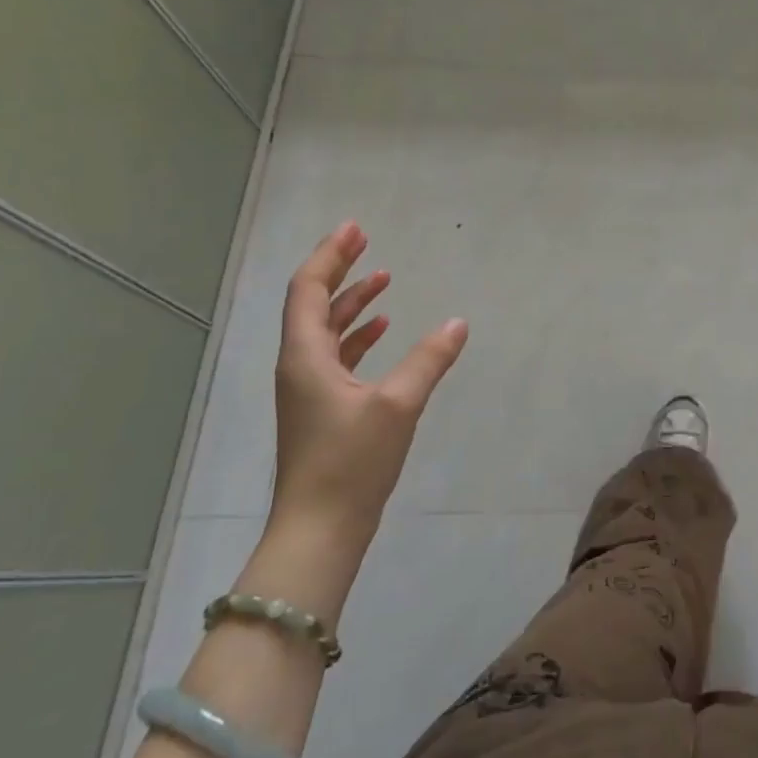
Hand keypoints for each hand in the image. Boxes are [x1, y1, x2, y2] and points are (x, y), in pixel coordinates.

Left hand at [272, 222, 466, 552]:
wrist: (321, 528)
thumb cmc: (351, 462)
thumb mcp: (397, 405)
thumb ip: (429, 360)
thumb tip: (458, 323)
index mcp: (305, 356)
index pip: (308, 290)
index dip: (330, 256)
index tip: (355, 229)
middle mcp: (299, 365)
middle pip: (312, 304)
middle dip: (338, 270)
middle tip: (365, 241)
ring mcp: (309, 389)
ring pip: (325, 330)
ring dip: (351, 302)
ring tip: (383, 279)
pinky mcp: (323, 408)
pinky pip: (337, 355)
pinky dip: (358, 335)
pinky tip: (385, 330)